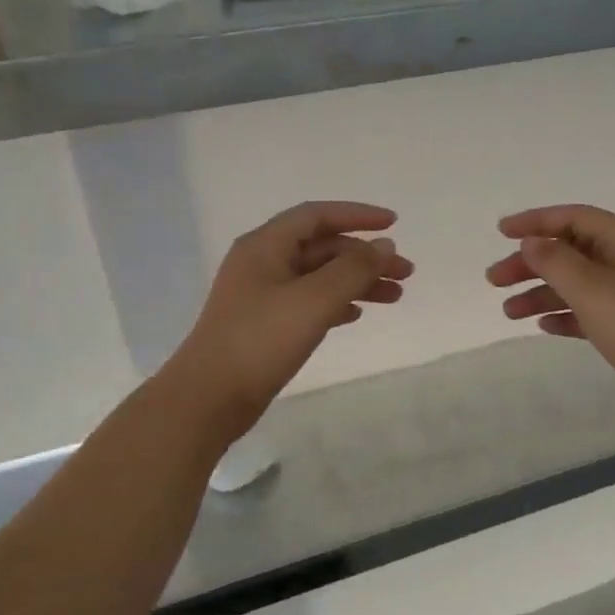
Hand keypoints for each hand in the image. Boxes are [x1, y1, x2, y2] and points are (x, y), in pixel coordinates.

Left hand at [170, 201, 412, 437]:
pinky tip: (357, 315)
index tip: (394, 224)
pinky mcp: (265, 324)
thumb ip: (353, 269)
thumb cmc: (260, 340)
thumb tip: (384, 244)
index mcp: (265, 246)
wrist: (209, 398)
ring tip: (395, 296)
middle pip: (322, 247)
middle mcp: (263, 263)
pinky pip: (309, 302)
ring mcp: (262, 295)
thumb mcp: (313, 300)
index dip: (357, 215)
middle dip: (365, 256)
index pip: (317, 216)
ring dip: (357, 282)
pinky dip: (337, 303)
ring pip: (319, 277)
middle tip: (405, 272)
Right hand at [487, 205, 614, 434]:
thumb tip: (532, 241)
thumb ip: (555, 261)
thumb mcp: (592, 288)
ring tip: (508, 312)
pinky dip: (566, 316)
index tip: (501, 232)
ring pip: (578, 285)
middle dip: (532, 262)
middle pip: (572, 252)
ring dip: (542, 293)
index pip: (574, 218)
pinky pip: (591, 313)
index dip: (536, 220)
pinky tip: (545, 327)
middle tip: (495, 280)